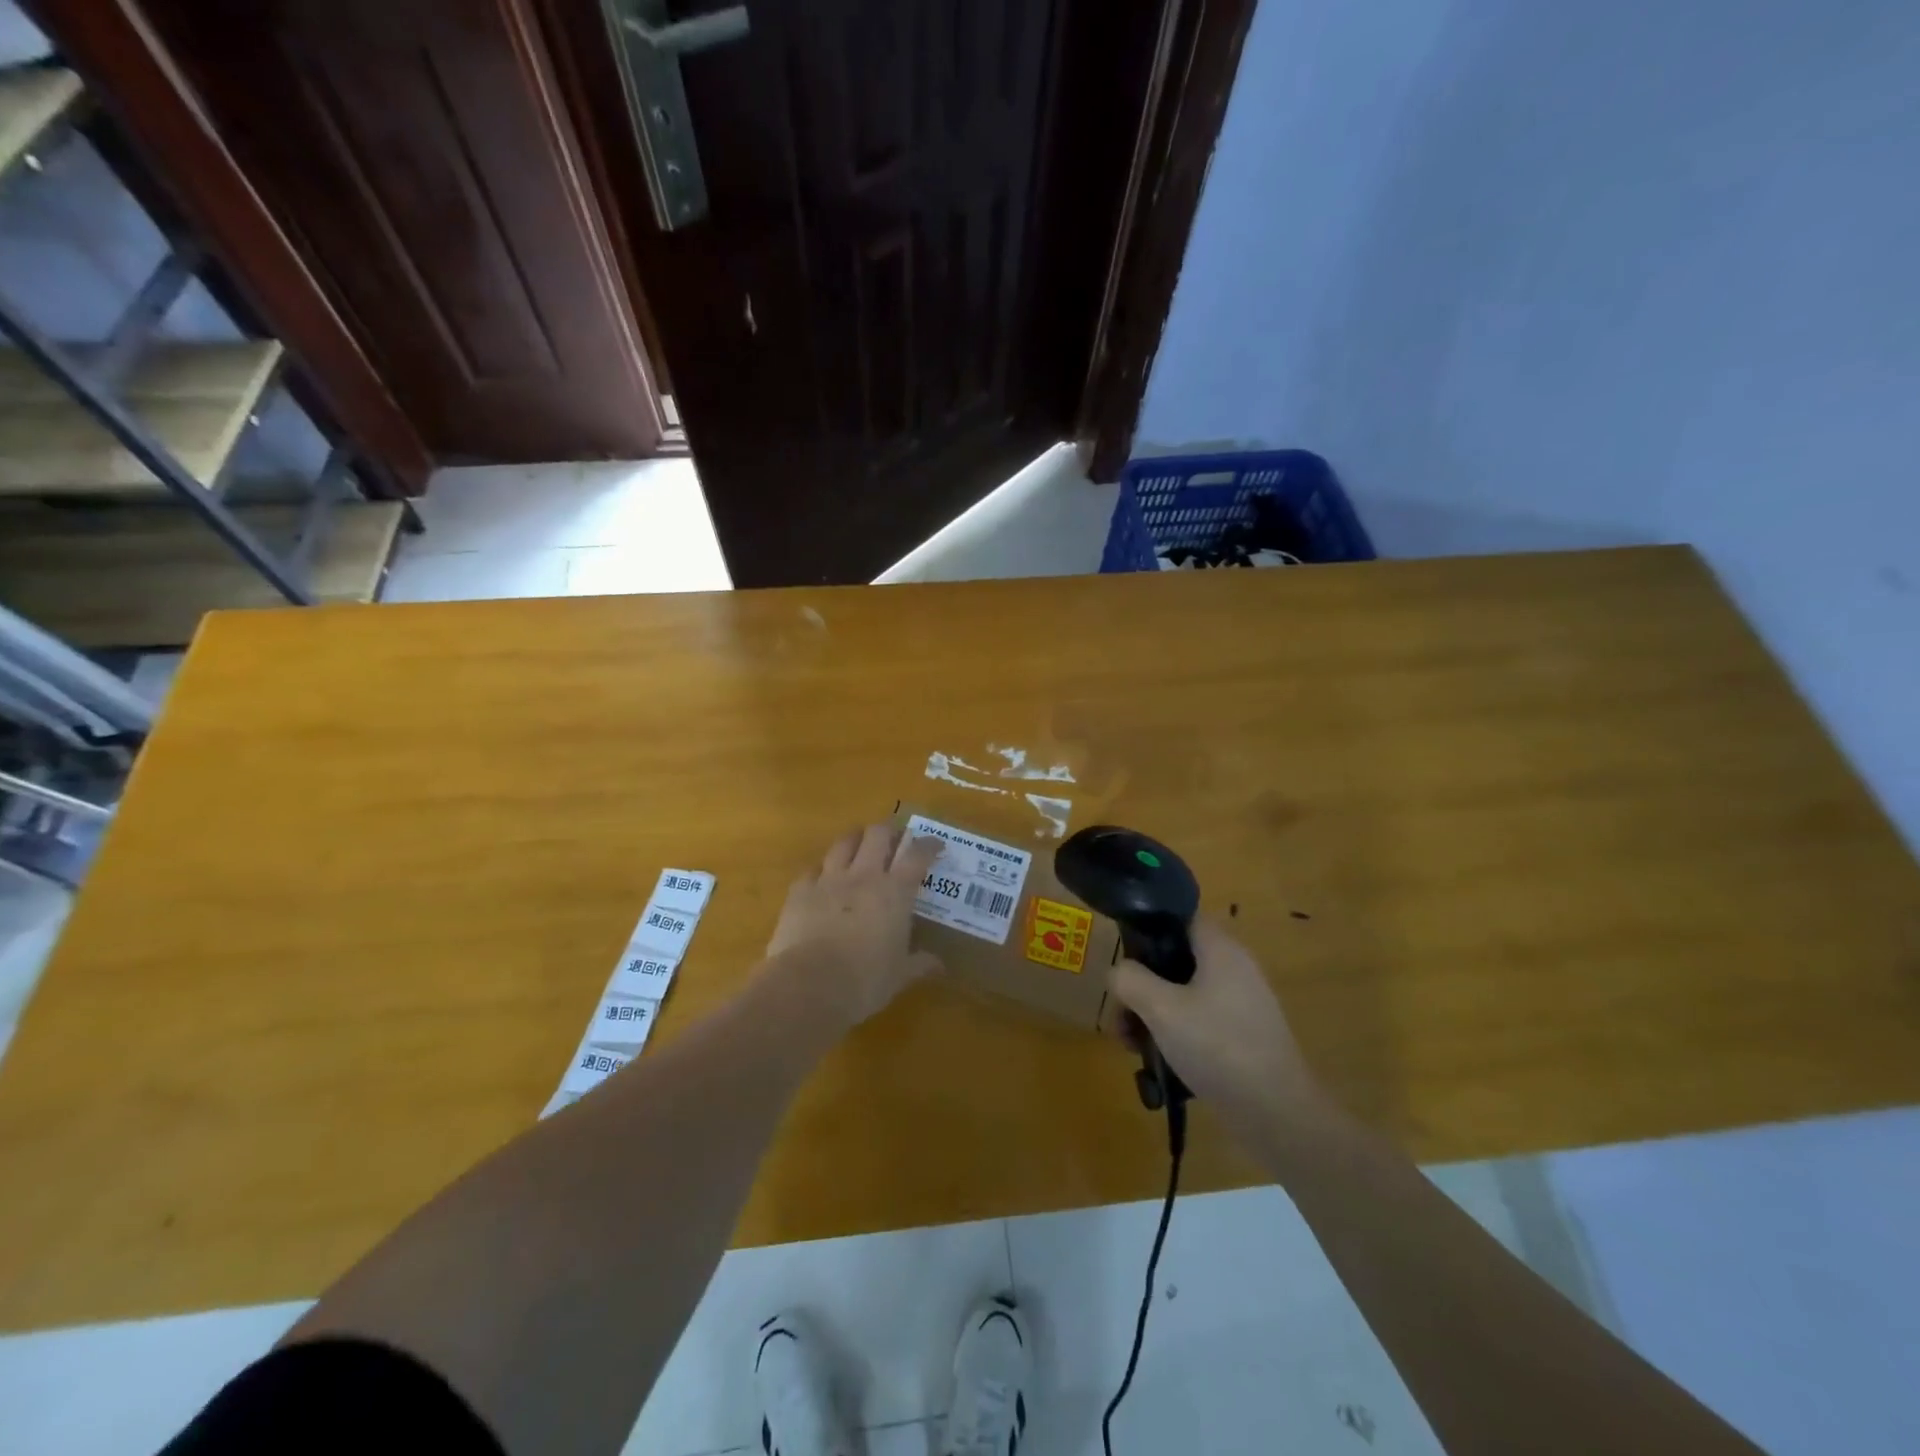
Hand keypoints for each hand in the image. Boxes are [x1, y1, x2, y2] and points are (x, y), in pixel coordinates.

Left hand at [764, 824, 944, 1028]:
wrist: (809, 985)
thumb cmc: (864, 982)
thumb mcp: (899, 975)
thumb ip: (919, 963)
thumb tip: (938, 964)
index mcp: (895, 893)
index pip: (917, 855)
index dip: (929, 845)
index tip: (936, 844)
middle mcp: (864, 876)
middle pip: (879, 834)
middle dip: (890, 831)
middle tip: (896, 840)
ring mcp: (829, 880)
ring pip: (844, 842)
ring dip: (856, 839)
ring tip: (860, 846)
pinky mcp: (800, 891)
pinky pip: (812, 869)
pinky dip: (822, 870)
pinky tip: (823, 878)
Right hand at [1107, 918, 1326, 1139]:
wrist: (1277, 1113)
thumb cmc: (1217, 1047)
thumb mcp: (1161, 1009)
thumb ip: (1130, 980)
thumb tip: (1118, 971)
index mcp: (1221, 949)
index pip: (1181, 917)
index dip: (1149, 927)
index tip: (1123, 954)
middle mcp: (1235, 968)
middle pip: (1177, 959)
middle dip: (1143, 983)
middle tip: (1121, 1013)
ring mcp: (1243, 1003)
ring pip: (1185, 993)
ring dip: (1155, 1012)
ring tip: (1133, 1045)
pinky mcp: (1245, 1034)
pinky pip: (1201, 1019)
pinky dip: (1177, 1032)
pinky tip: (1160, 1061)